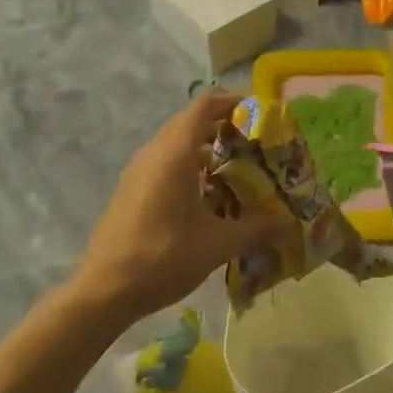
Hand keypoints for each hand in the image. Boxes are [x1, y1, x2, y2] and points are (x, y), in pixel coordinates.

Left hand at [76, 92, 285, 323]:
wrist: (103, 291)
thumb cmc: (163, 258)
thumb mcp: (218, 245)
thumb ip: (257, 228)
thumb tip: (289, 222)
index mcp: (175, 154)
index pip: (204, 106)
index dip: (232, 101)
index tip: (259, 111)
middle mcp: (154, 153)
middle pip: (190, 122)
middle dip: (223, 124)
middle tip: (255, 141)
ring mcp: (138, 171)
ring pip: (176, 143)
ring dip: (205, 146)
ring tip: (236, 166)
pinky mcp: (130, 190)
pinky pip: (164, 162)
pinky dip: (188, 165)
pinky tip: (207, 195)